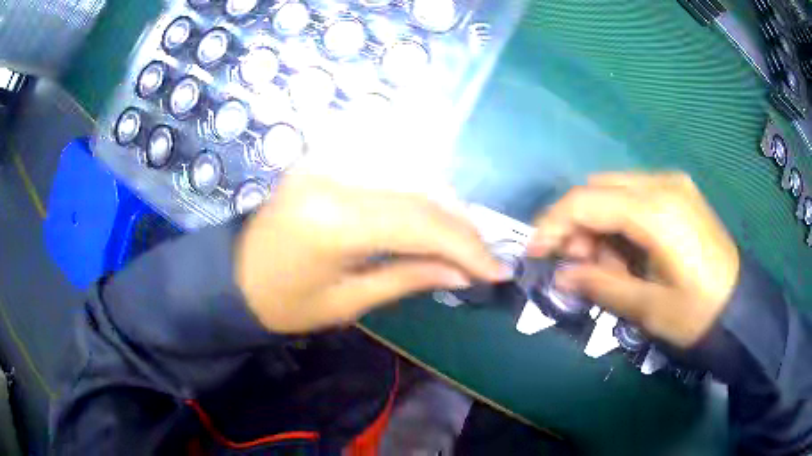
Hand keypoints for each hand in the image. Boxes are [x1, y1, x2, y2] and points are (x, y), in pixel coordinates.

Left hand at [235, 173, 505, 333]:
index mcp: (333, 221)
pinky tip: (429, 221)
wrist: (232, 278)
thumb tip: (463, 273)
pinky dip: (416, 198)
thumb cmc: (282, 304)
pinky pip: (385, 174)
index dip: (467, 246)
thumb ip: (408, 278)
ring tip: (464, 244)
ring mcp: (326, 163)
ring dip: (443, 212)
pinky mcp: (323, 162)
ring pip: (408, 180)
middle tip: (486, 258)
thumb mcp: (347, 303)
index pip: (421, 222)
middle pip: (419, 195)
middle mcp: (333, 178)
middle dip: (461, 229)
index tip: (498, 270)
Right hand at [529, 172, 739, 347]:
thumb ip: (601, 285)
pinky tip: (628, 252)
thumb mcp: (648, 308)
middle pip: (597, 188)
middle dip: (575, 224)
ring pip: (613, 190)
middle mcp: (662, 184)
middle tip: (576, 264)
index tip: (534, 251)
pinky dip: (618, 221)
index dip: (553, 224)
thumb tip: (562, 276)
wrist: (740, 307)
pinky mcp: (679, 193)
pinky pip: (634, 196)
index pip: (586, 201)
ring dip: (598, 224)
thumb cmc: (698, 313)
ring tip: (608, 266)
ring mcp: (673, 184)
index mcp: (656, 211)